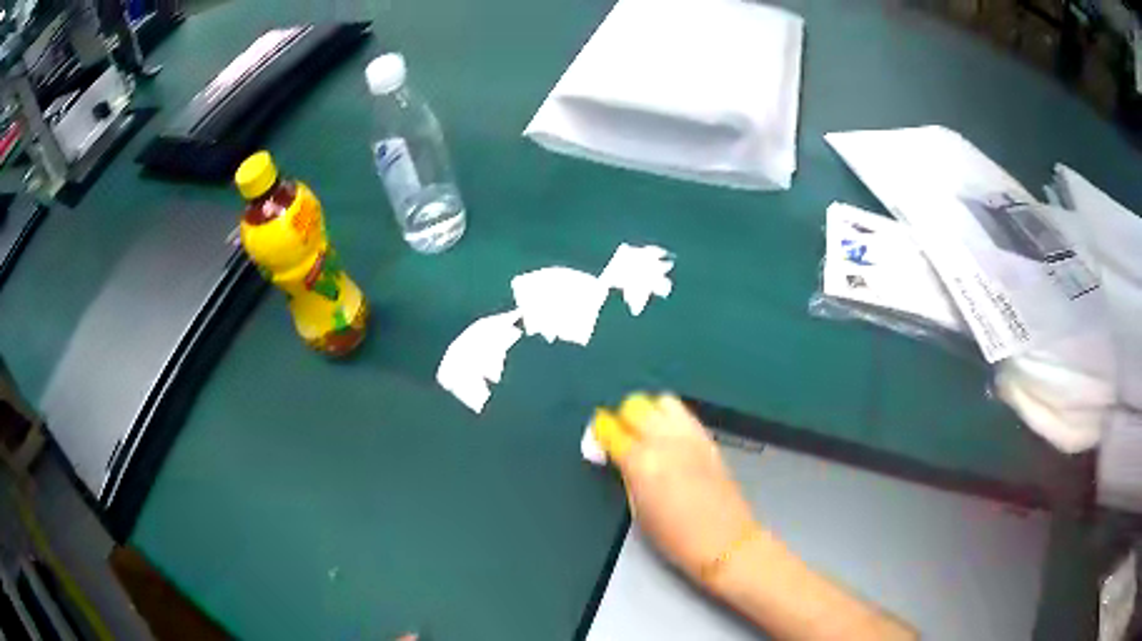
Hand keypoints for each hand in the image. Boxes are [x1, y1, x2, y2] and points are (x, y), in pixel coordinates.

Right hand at [592, 394, 756, 582]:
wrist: (725, 540)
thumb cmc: (675, 537)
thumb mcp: (638, 511)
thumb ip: (627, 477)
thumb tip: (618, 458)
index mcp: (641, 462)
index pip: (611, 429)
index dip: (600, 433)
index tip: (599, 441)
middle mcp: (665, 441)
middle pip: (636, 405)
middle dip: (623, 417)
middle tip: (622, 436)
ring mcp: (690, 436)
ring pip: (663, 401)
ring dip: (650, 412)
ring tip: (648, 433)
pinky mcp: (708, 439)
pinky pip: (684, 414)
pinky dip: (671, 419)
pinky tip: (670, 439)